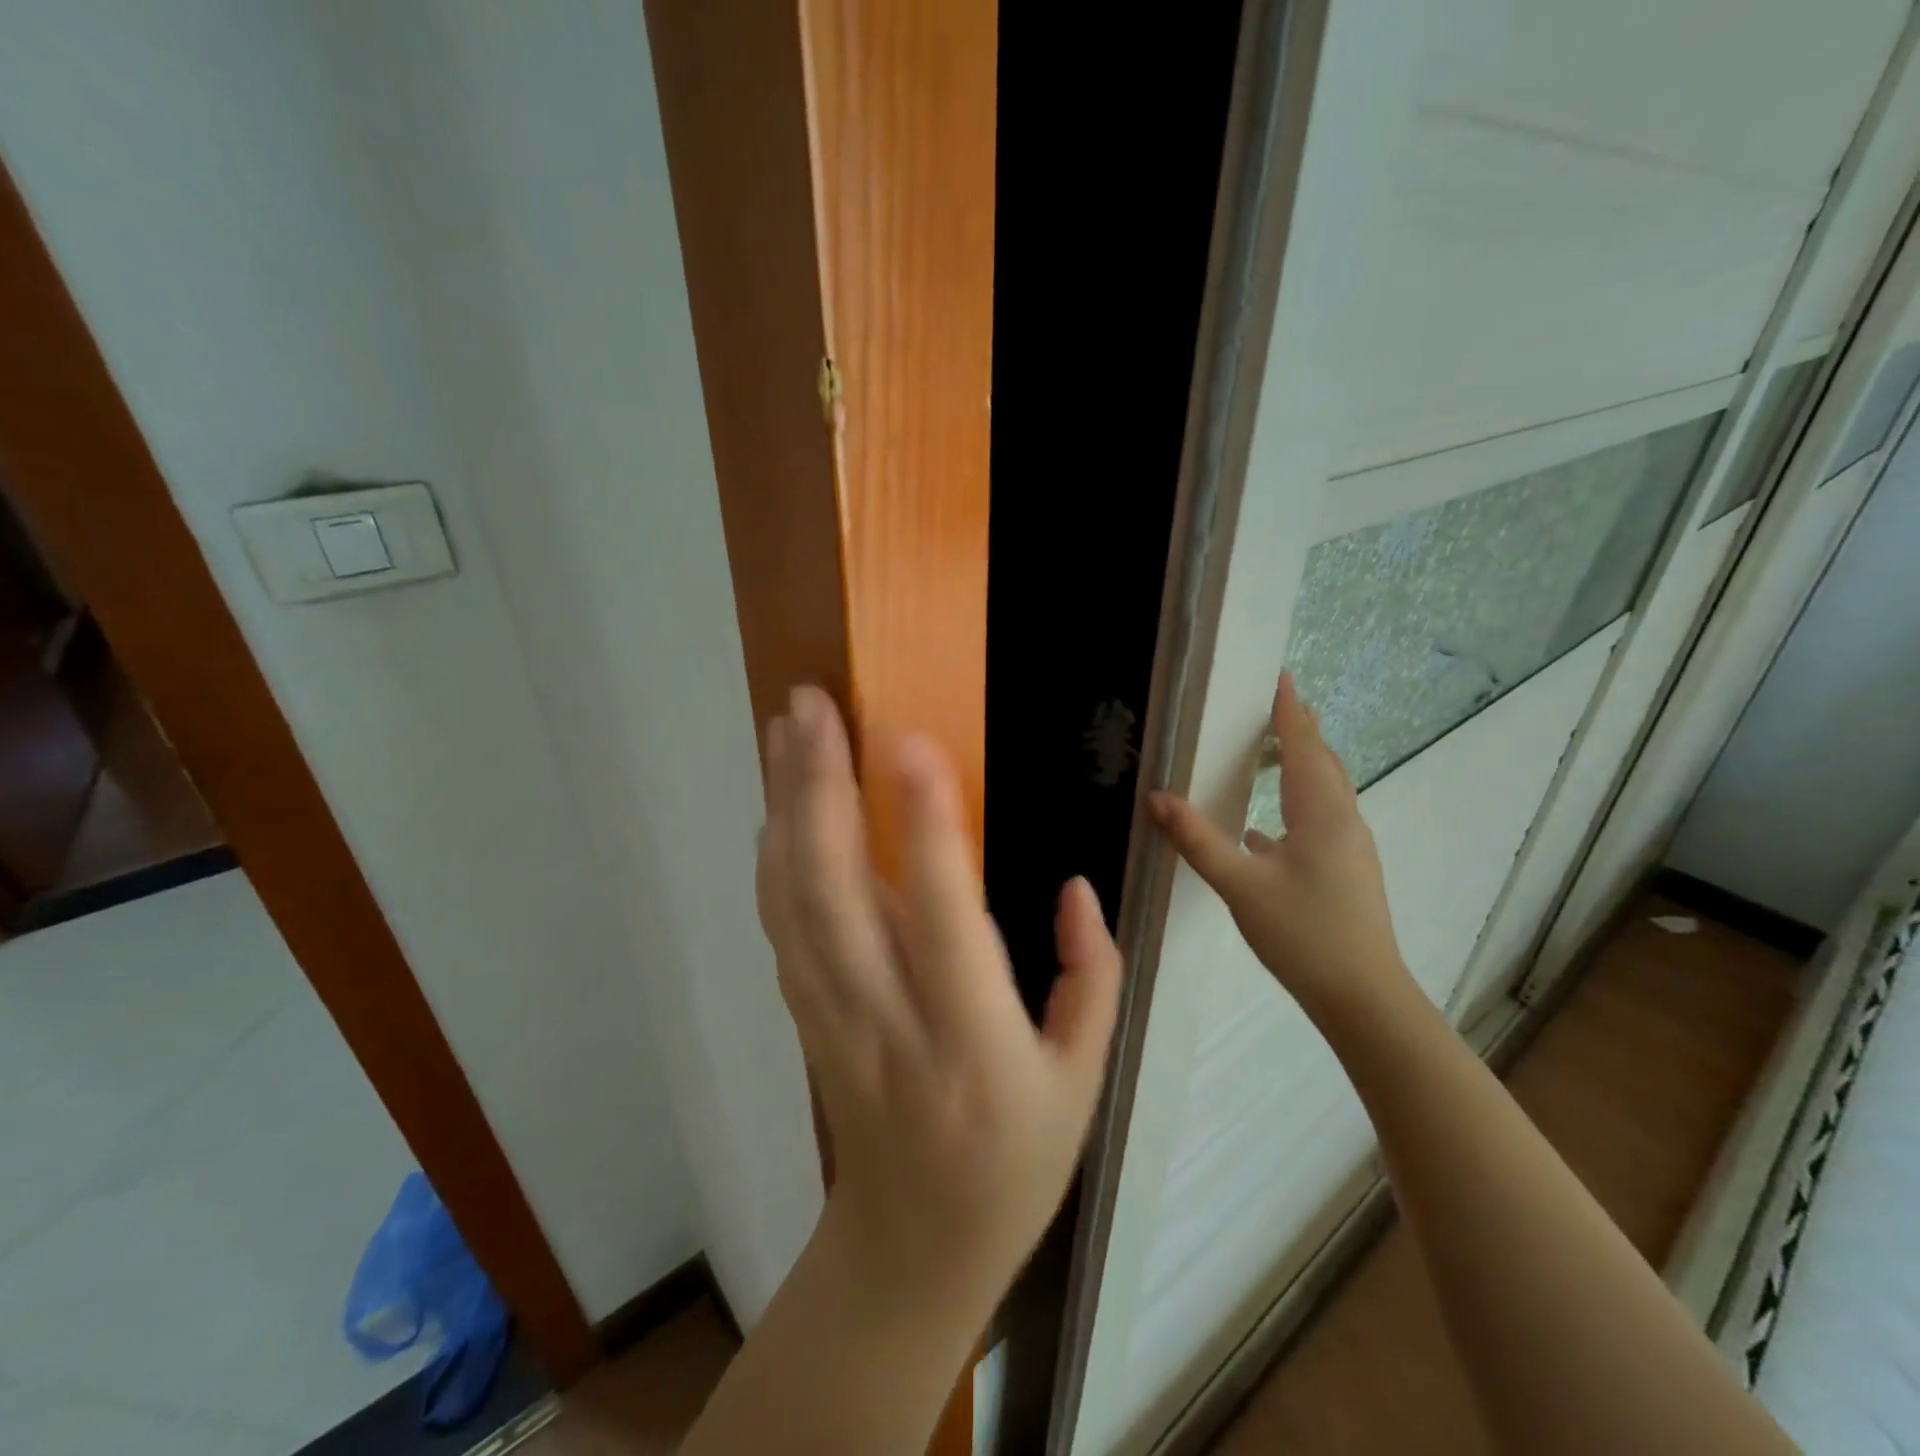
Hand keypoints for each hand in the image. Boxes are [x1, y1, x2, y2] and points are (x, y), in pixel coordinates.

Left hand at [757, 686, 1121, 1311]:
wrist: (915, 1246)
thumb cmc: (1018, 1161)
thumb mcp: (1086, 1080)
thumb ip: (1092, 975)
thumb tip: (1072, 887)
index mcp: (976, 1044)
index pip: (945, 921)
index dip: (927, 830)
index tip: (911, 744)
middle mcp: (889, 1024)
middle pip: (835, 897)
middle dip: (819, 789)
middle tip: (812, 705)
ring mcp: (831, 1021)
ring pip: (793, 903)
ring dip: (785, 808)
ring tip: (787, 729)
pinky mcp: (805, 1018)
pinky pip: (781, 926)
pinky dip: (773, 857)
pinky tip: (776, 803)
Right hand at [1148, 673, 1412, 1021]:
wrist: (1363, 998)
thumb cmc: (1304, 934)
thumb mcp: (1240, 886)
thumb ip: (1197, 839)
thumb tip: (1157, 798)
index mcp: (1323, 813)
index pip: (1304, 745)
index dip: (1289, 710)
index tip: (1277, 676)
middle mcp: (1343, 821)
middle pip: (1322, 762)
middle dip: (1298, 731)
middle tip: (1268, 708)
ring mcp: (1349, 848)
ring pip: (1324, 792)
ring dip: (1300, 765)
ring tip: (1268, 753)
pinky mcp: (1345, 872)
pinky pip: (1319, 820)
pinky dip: (1294, 805)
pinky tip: (1263, 829)